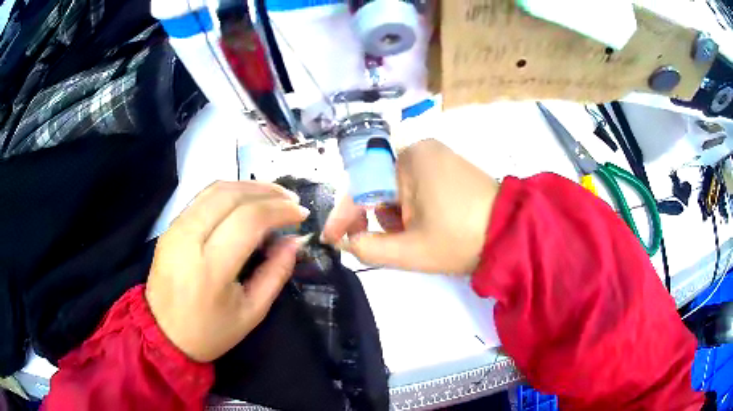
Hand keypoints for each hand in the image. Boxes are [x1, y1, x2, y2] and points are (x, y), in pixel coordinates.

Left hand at [146, 181, 309, 361]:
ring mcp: (174, 229)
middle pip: (230, 195)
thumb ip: (276, 273)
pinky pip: (202, 199)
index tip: (301, 214)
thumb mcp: (252, 312)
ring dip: (248, 186)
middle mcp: (188, 239)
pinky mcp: (169, 227)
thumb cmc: (210, 331)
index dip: (279, 211)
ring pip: (214, 189)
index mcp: (210, 268)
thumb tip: (295, 240)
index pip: (248, 220)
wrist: (163, 335)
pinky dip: (229, 193)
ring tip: (273, 194)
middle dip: (266, 191)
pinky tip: (246, 200)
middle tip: (291, 199)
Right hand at [322, 139, 499, 274]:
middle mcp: (420, 148)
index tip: (332, 239)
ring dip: (397, 214)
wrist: (512, 233)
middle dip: (379, 217)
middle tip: (393, 241)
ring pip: (397, 187)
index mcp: (409, 159)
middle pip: (379, 185)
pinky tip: (428, 223)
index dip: (344, 215)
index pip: (362, 185)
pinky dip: (412, 206)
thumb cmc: (460, 240)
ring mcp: (437, 154)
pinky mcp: (449, 164)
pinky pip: (416, 184)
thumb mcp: (410, 251)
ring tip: (417, 234)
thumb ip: (368, 248)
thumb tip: (347, 241)